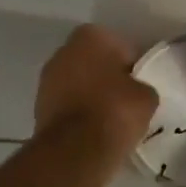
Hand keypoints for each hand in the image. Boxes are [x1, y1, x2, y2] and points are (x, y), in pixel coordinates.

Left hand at [34, 25, 157, 167]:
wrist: (75, 150)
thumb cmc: (115, 111)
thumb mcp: (147, 97)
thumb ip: (142, 86)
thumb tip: (136, 92)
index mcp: (92, 36)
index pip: (120, 45)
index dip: (133, 65)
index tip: (140, 83)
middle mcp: (64, 50)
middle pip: (94, 61)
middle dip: (108, 76)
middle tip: (126, 98)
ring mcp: (47, 78)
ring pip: (78, 82)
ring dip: (91, 94)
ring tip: (111, 117)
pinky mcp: (39, 106)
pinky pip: (67, 103)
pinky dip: (79, 112)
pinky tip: (93, 128)